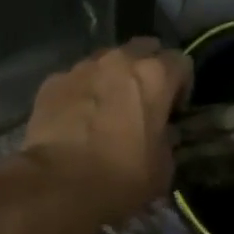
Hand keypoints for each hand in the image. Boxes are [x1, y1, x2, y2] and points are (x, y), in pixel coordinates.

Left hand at [21, 39, 193, 227]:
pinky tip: (76, 120)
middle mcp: (119, 61)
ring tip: (105, 110)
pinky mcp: (52, 82)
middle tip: (142, 102)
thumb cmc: (121, 177)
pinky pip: (75, 80)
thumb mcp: (163, 167)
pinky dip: (80, 93)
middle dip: (146, 69)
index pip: (181, 62)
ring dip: (111, 79)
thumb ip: (167, 138)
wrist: (58, 185)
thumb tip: (161, 132)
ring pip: (105, 62)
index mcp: (154, 76)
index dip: (181, 86)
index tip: (174, 111)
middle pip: (142, 49)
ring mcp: (81, 68)